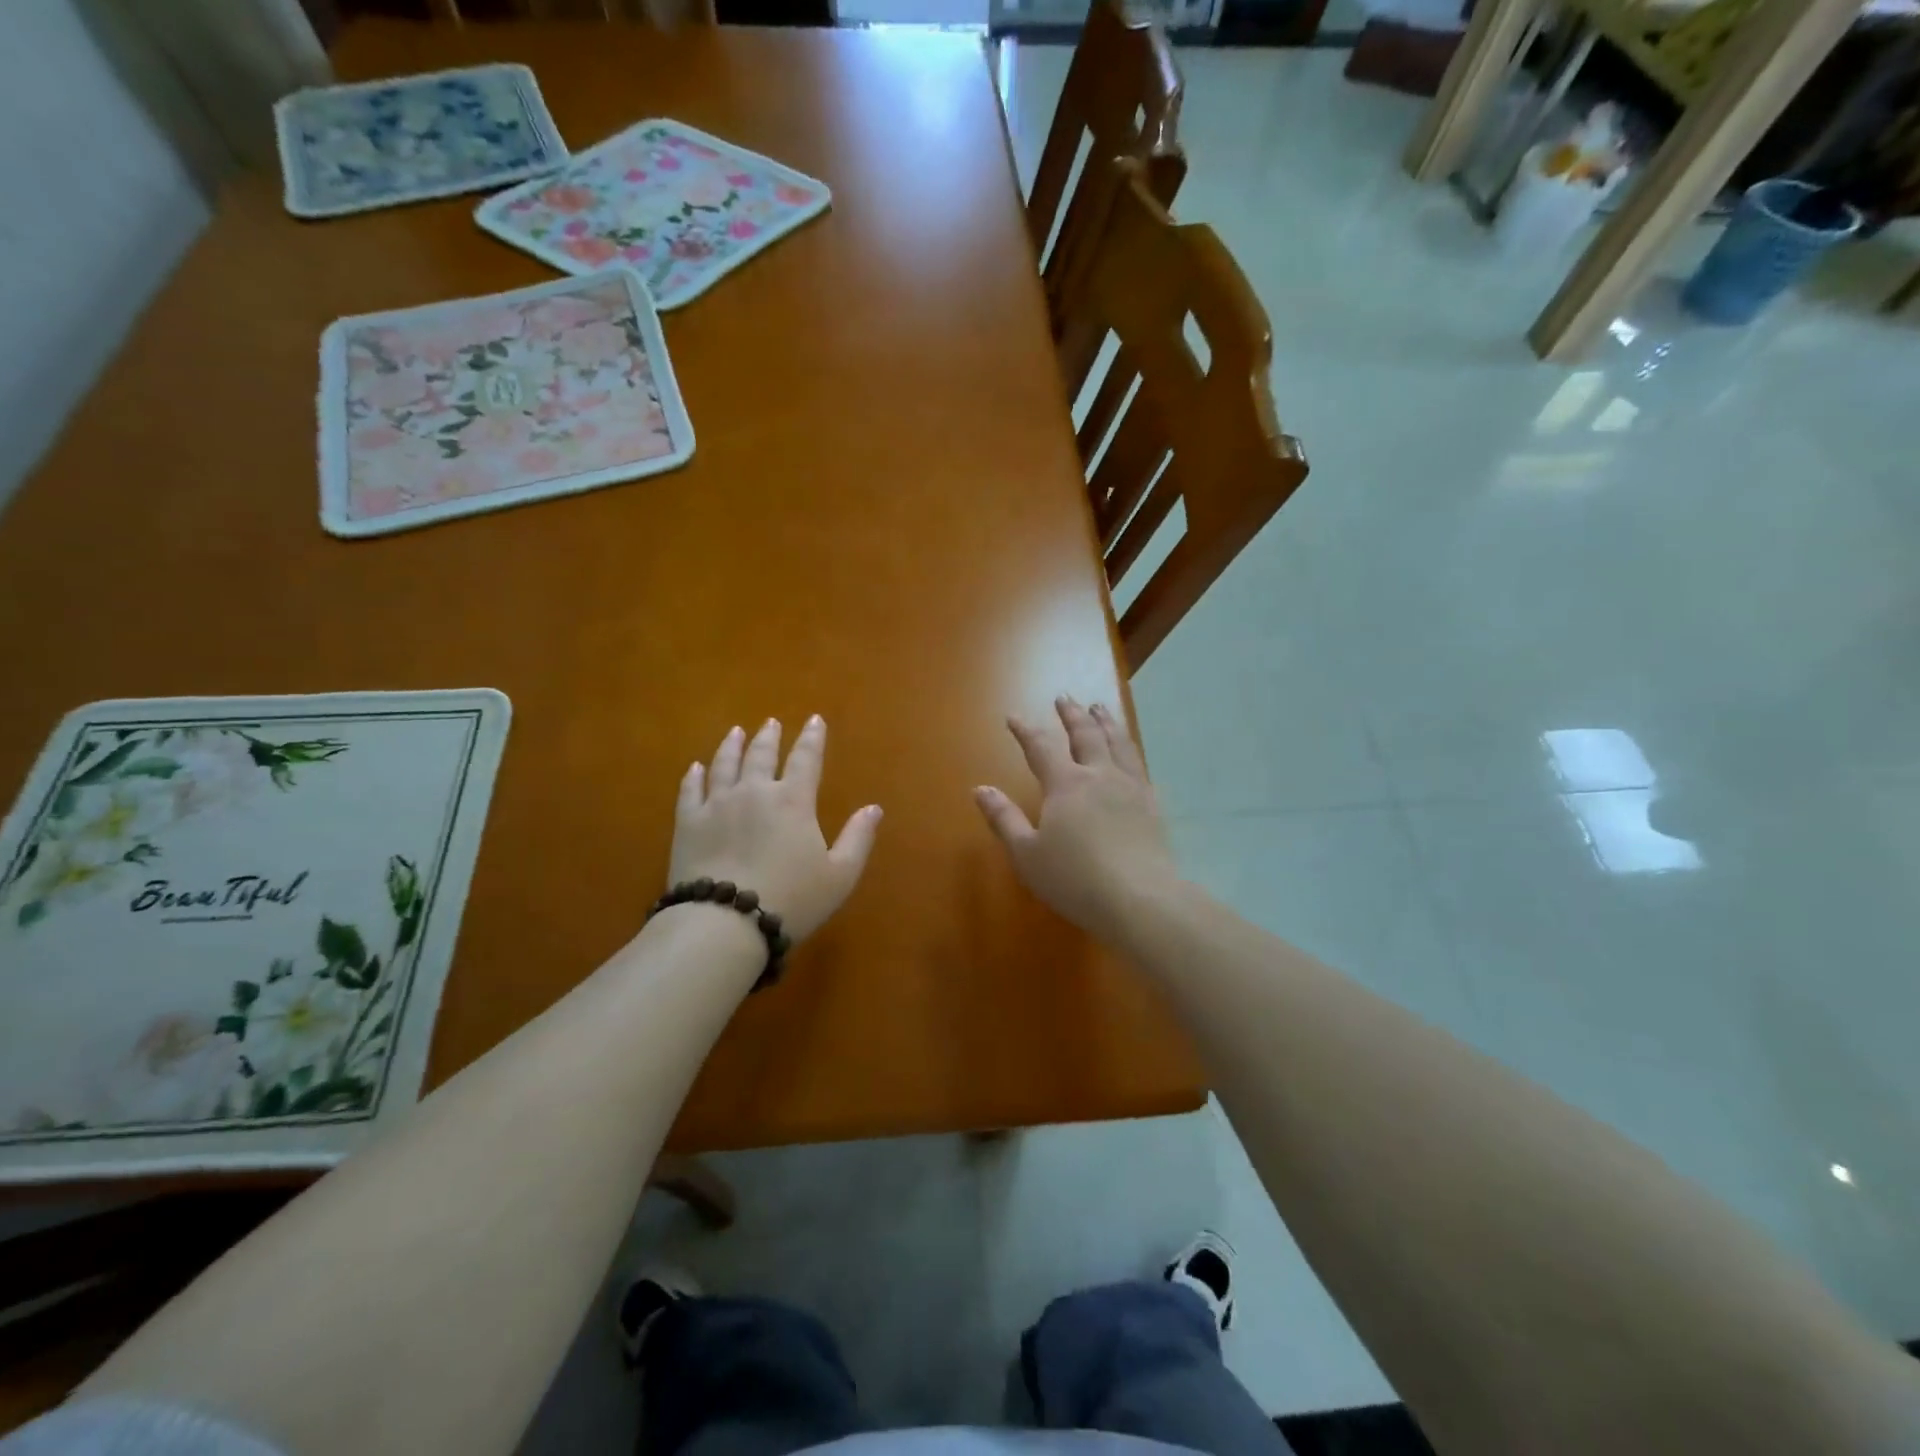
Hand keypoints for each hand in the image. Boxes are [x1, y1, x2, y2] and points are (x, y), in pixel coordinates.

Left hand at [669, 717, 881, 942]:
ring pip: (724, 765)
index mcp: (793, 801)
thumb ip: (858, 838)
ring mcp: (716, 805)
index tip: (814, 720)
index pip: (805, 759)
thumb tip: (874, 808)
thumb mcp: (840, 875)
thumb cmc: (791, 900)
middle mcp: (754, 792)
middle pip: (761, 755)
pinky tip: (695, 768)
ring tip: (736, 733)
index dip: (812, 738)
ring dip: (731, 746)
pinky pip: (690, 791)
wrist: (724, 923)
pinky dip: (694, 776)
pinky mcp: (687, 824)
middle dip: (769, 737)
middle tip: (771, 723)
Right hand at [974, 697, 1177, 940]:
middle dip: (1072, 715)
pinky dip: (1130, 750)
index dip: (1025, 730)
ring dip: (1106, 722)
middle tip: (1064, 697)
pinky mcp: (1152, 805)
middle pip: (1085, 734)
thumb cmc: (1074, 879)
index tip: (1013, 717)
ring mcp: (1131, 787)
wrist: (1140, 899)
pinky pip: (1140, 766)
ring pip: (1118, 743)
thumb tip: (980, 789)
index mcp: (1065, 784)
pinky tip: (1130, 753)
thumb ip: (1004, 819)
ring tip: (1100, 708)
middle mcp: (1099, 776)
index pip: (1040, 748)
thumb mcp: (1027, 854)